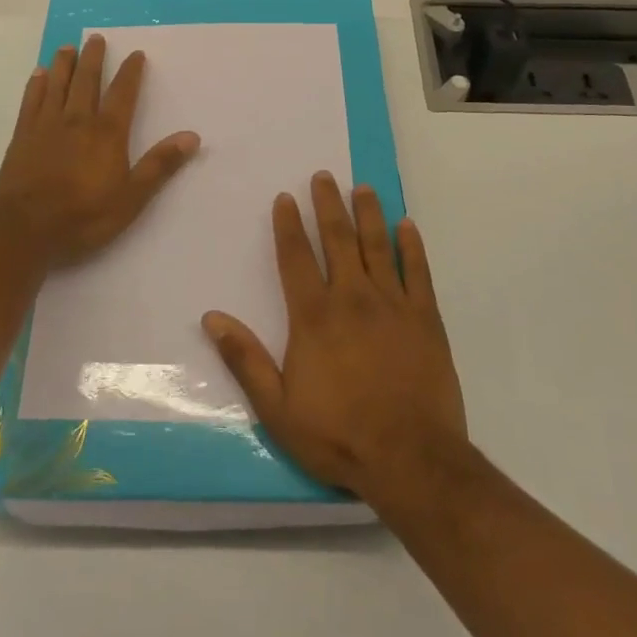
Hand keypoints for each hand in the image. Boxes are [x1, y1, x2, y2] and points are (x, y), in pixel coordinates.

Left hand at [0, 36, 200, 270]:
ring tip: (68, 47)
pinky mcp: (22, 136)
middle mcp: (77, 120)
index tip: (136, 54)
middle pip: (87, 81)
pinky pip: (31, 101)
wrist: (24, 229)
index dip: (131, 73)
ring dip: (64, 64)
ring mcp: (46, 125)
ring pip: (57, 85)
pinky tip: (38, 74)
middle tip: (96, 38)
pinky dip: (36, 85)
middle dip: (94, 58)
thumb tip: (192, 136)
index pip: (123, 94)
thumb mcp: (131, 198)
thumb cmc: (82, 216)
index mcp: (106, 133)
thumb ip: (160, 165)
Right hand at [202, 172, 465, 503]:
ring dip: (368, 213)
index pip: (296, 257)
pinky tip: (407, 225)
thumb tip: (211, 318)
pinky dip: (411, 245)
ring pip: (377, 245)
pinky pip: (418, 271)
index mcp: (314, 315)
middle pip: (337, 238)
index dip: (288, 225)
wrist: (412, 460)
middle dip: (328, 204)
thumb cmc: (339, 435)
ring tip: (363, 187)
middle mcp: (352, 297)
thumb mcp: (278, 409)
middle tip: (324, 176)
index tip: (285, 197)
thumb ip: (245, 360)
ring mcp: (392, 304)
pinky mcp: (425, 318)